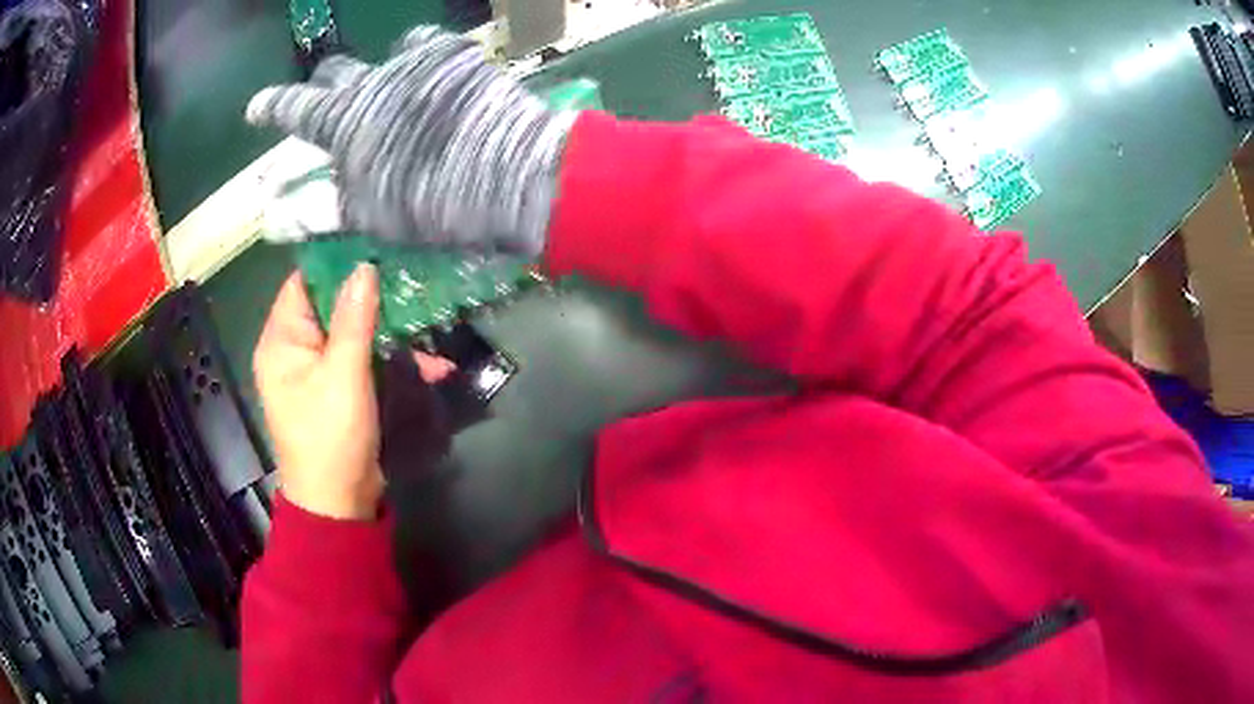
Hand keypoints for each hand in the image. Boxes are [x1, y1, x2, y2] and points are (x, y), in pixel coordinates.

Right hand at [244, 26, 577, 254]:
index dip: (270, 108)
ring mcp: (414, 63)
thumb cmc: (432, 203)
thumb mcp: (368, 214)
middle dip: (324, 87)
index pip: (293, 109)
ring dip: (375, 73)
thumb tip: (273, 218)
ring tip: (388, 91)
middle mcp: (371, 81)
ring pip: (379, 53)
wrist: (510, 174)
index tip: (255, 109)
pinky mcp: (453, 55)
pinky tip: (428, 77)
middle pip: (334, 71)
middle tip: (330, 103)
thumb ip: (319, 209)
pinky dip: (418, 59)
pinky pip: (425, 45)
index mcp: (344, 121)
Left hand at [253, 266, 458, 519]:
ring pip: (352, 333)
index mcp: (281, 341)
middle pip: (330, 306)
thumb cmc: (331, 435)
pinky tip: (431, 365)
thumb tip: (363, 267)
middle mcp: (294, 350)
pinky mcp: (338, 390)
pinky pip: (362, 361)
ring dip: (389, 332)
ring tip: (429, 322)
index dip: (334, 265)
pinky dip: (390, 361)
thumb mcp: (343, 373)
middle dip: (370, 297)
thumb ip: (353, 319)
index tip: (373, 248)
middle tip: (409, 279)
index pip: (303, 284)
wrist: (339, 503)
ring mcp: (317, 371)